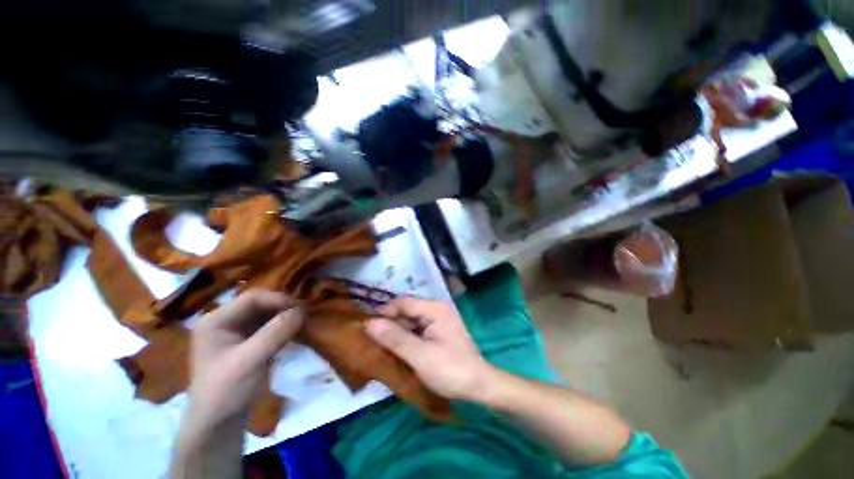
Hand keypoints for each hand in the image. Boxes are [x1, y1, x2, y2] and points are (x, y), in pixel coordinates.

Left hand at [183, 290, 303, 434]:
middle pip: (261, 304)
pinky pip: (270, 325)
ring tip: (303, 322)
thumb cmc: (226, 391)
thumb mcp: (249, 361)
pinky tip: (296, 331)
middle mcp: (225, 320)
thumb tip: (302, 311)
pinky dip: (284, 326)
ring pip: (267, 313)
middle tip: (305, 315)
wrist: (218, 423)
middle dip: (284, 308)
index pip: (252, 298)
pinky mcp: (248, 341)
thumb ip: (275, 333)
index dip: (278, 299)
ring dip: (286, 316)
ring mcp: (236, 331)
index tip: (301, 309)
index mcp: (216, 320)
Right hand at [364, 297, 494, 400]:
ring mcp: (438, 320)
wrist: (479, 386)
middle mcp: (436, 309)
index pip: (402, 303)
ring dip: (397, 334)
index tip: (366, 329)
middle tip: (372, 343)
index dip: (384, 313)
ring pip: (410, 322)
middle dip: (390, 325)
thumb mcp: (420, 356)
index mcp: (434, 309)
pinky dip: (406, 339)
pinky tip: (397, 352)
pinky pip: (417, 330)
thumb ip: (395, 338)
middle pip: (406, 312)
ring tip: (381, 349)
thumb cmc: (450, 370)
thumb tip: (369, 323)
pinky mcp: (438, 332)